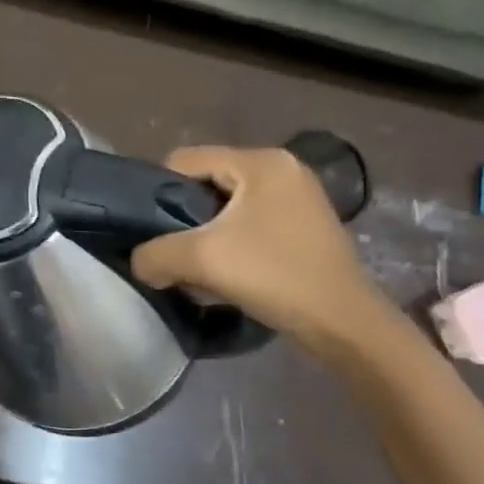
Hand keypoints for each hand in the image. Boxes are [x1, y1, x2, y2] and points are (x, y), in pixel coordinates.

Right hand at [130, 146, 392, 353]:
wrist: (343, 324)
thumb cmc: (274, 276)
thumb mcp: (200, 260)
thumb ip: (154, 254)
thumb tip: (140, 263)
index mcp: (260, 161)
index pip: (184, 160)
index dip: (157, 192)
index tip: (152, 231)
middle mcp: (281, 167)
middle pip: (205, 182)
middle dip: (183, 216)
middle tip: (174, 251)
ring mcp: (297, 195)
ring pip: (225, 204)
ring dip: (205, 233)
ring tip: (199, 265)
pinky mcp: (303, 223)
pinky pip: (249, 220)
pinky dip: (230, 241)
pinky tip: (227, 270)